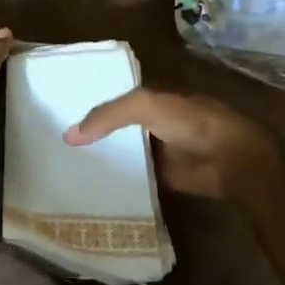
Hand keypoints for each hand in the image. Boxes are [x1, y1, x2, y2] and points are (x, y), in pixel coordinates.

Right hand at [64, 87, 279, 200]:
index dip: (89, 102)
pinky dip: (117, 181)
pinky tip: (90, 187)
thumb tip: (69, 135)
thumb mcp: (145, 106)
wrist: (230, 159)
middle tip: (55, 144)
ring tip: (63, 167)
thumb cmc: (190, 122)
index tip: (58, 113)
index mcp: (151, 98)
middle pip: (115, 128)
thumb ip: (108, 116)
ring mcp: (158, 151)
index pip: (113, 97)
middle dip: (91, 134)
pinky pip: (133, 178)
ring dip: (101, 159)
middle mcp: (152, 123)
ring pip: (122, 153)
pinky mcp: (162, 177)